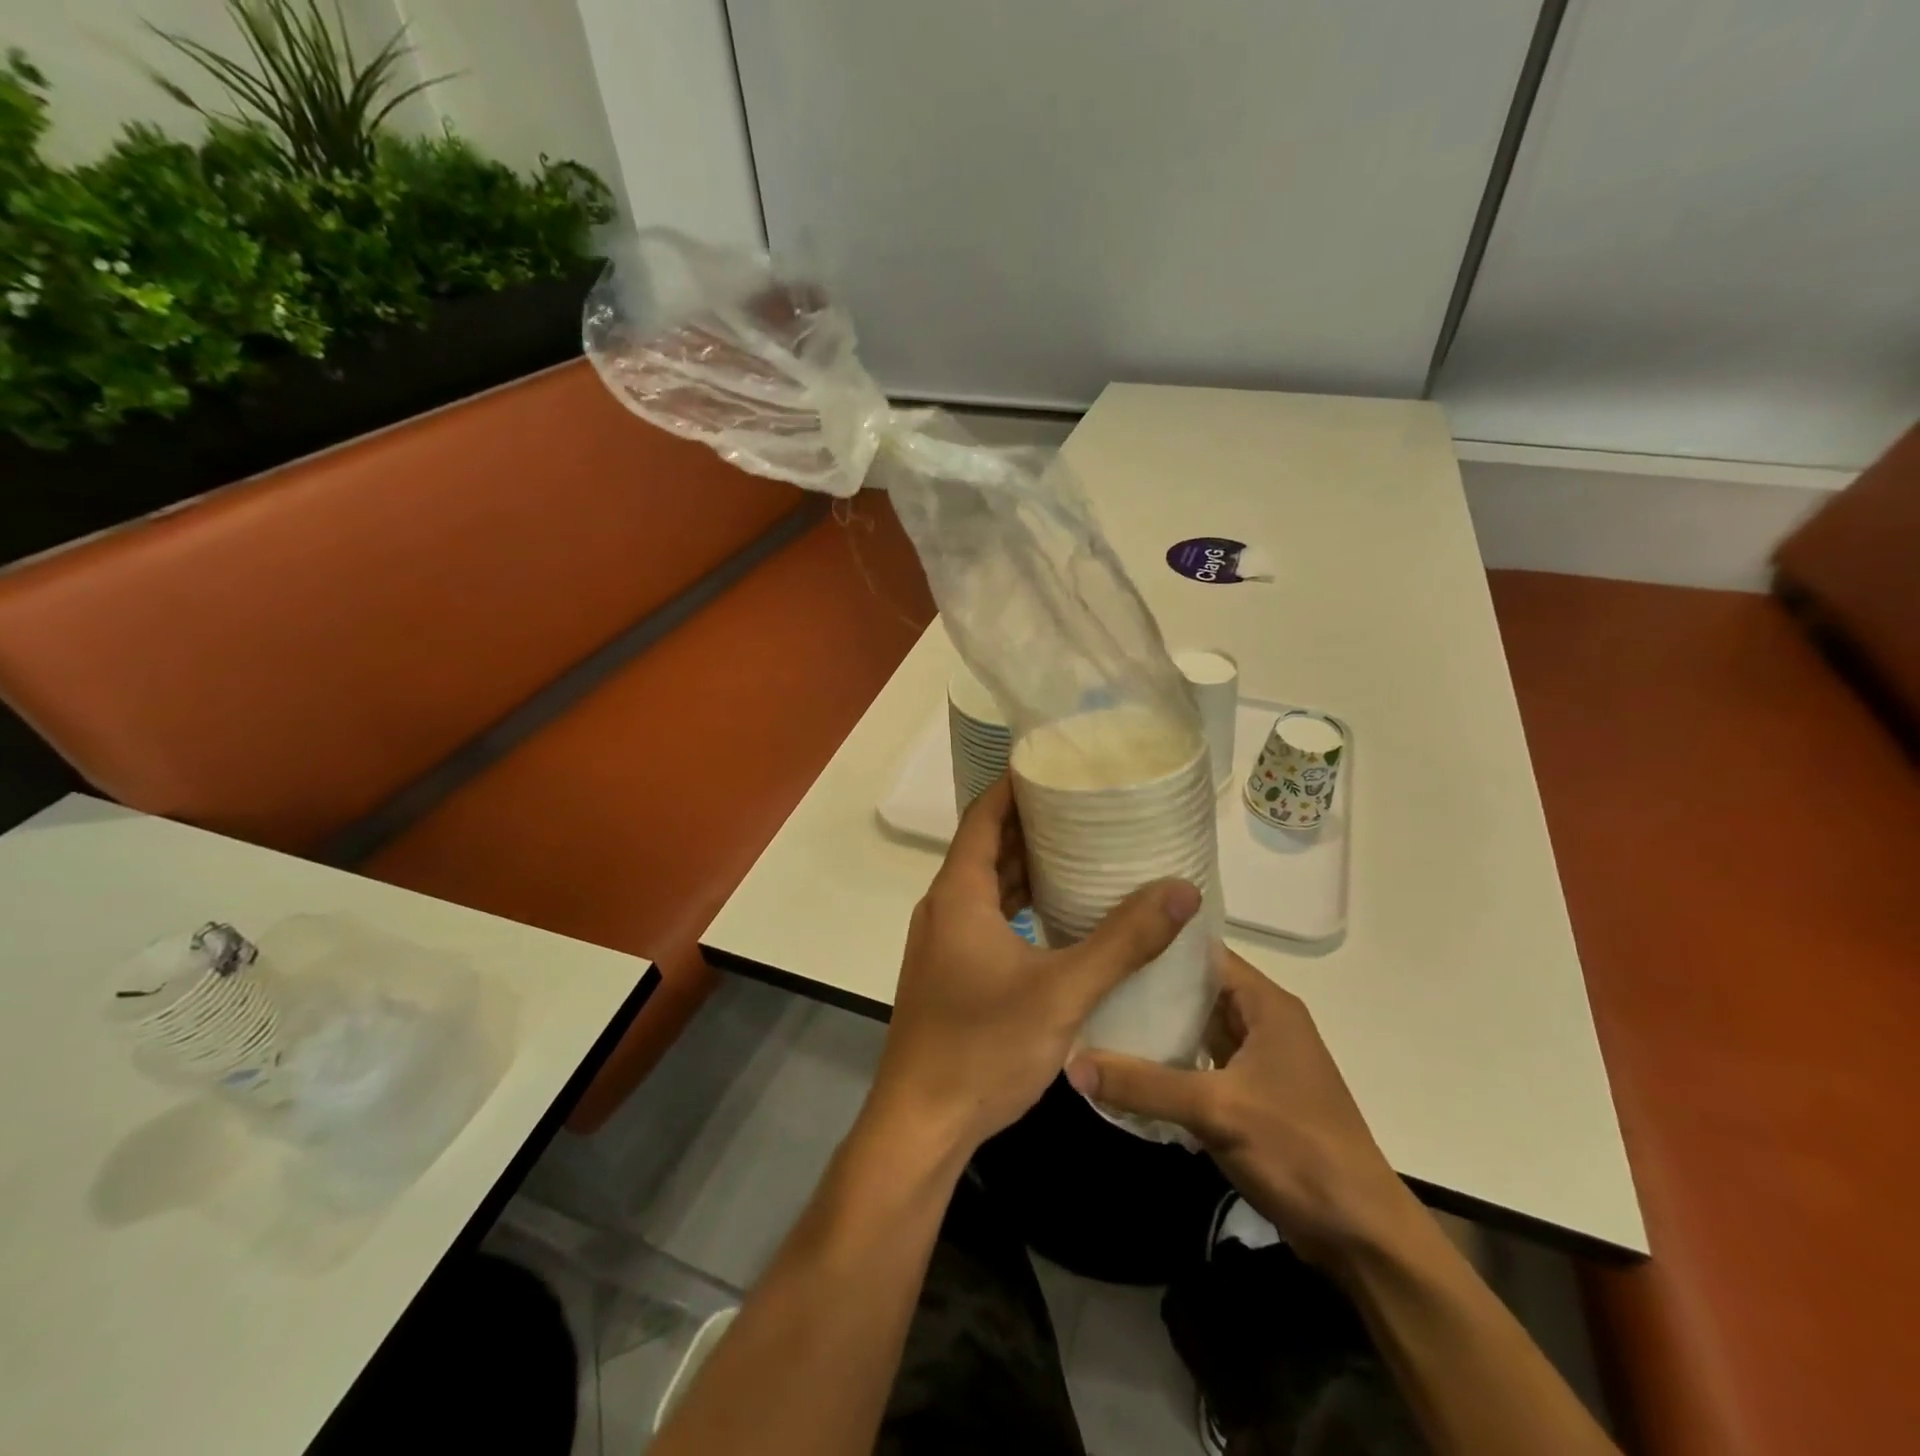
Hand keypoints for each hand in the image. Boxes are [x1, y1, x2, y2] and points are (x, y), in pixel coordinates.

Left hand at [866, 778, 1202, 1155]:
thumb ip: (1124, 941)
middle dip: (1032, 823)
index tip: (1056, 765)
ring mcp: (942, 942)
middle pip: (987, 847)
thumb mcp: (1063, 991)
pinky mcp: (949, 971)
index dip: (1015, 785)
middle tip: (1085, 806)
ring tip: (1082, 850)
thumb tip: (1181, 890)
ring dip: (1027, 866)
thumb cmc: (983, 1047)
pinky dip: (1018, 904)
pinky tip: (1058, 915)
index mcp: (959, 894)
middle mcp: (944, 908)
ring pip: (986, 885)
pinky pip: (985, 918)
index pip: (984, 816)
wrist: (921, 1124)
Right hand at [1067, 947, 1418, 1268]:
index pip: (1204, 953)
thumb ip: (1144, 1085)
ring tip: (1099, 1013)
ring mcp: (1257, 1060)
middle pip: (1197, 989)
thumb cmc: (1298, 1150)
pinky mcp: (1249, 1094)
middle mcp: (1263, 1021)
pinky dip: (1168, 1060)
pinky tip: (1127, 1063)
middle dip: (1148, 985)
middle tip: (1092, 978)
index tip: (1107, 937)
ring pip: (1196, 1027)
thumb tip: (1071, 1063)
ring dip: (1156, 1025)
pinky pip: (1200, 1062)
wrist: (1360, 1235)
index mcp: (1267, 1005)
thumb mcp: (1216, 1111)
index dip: (1159, 942)